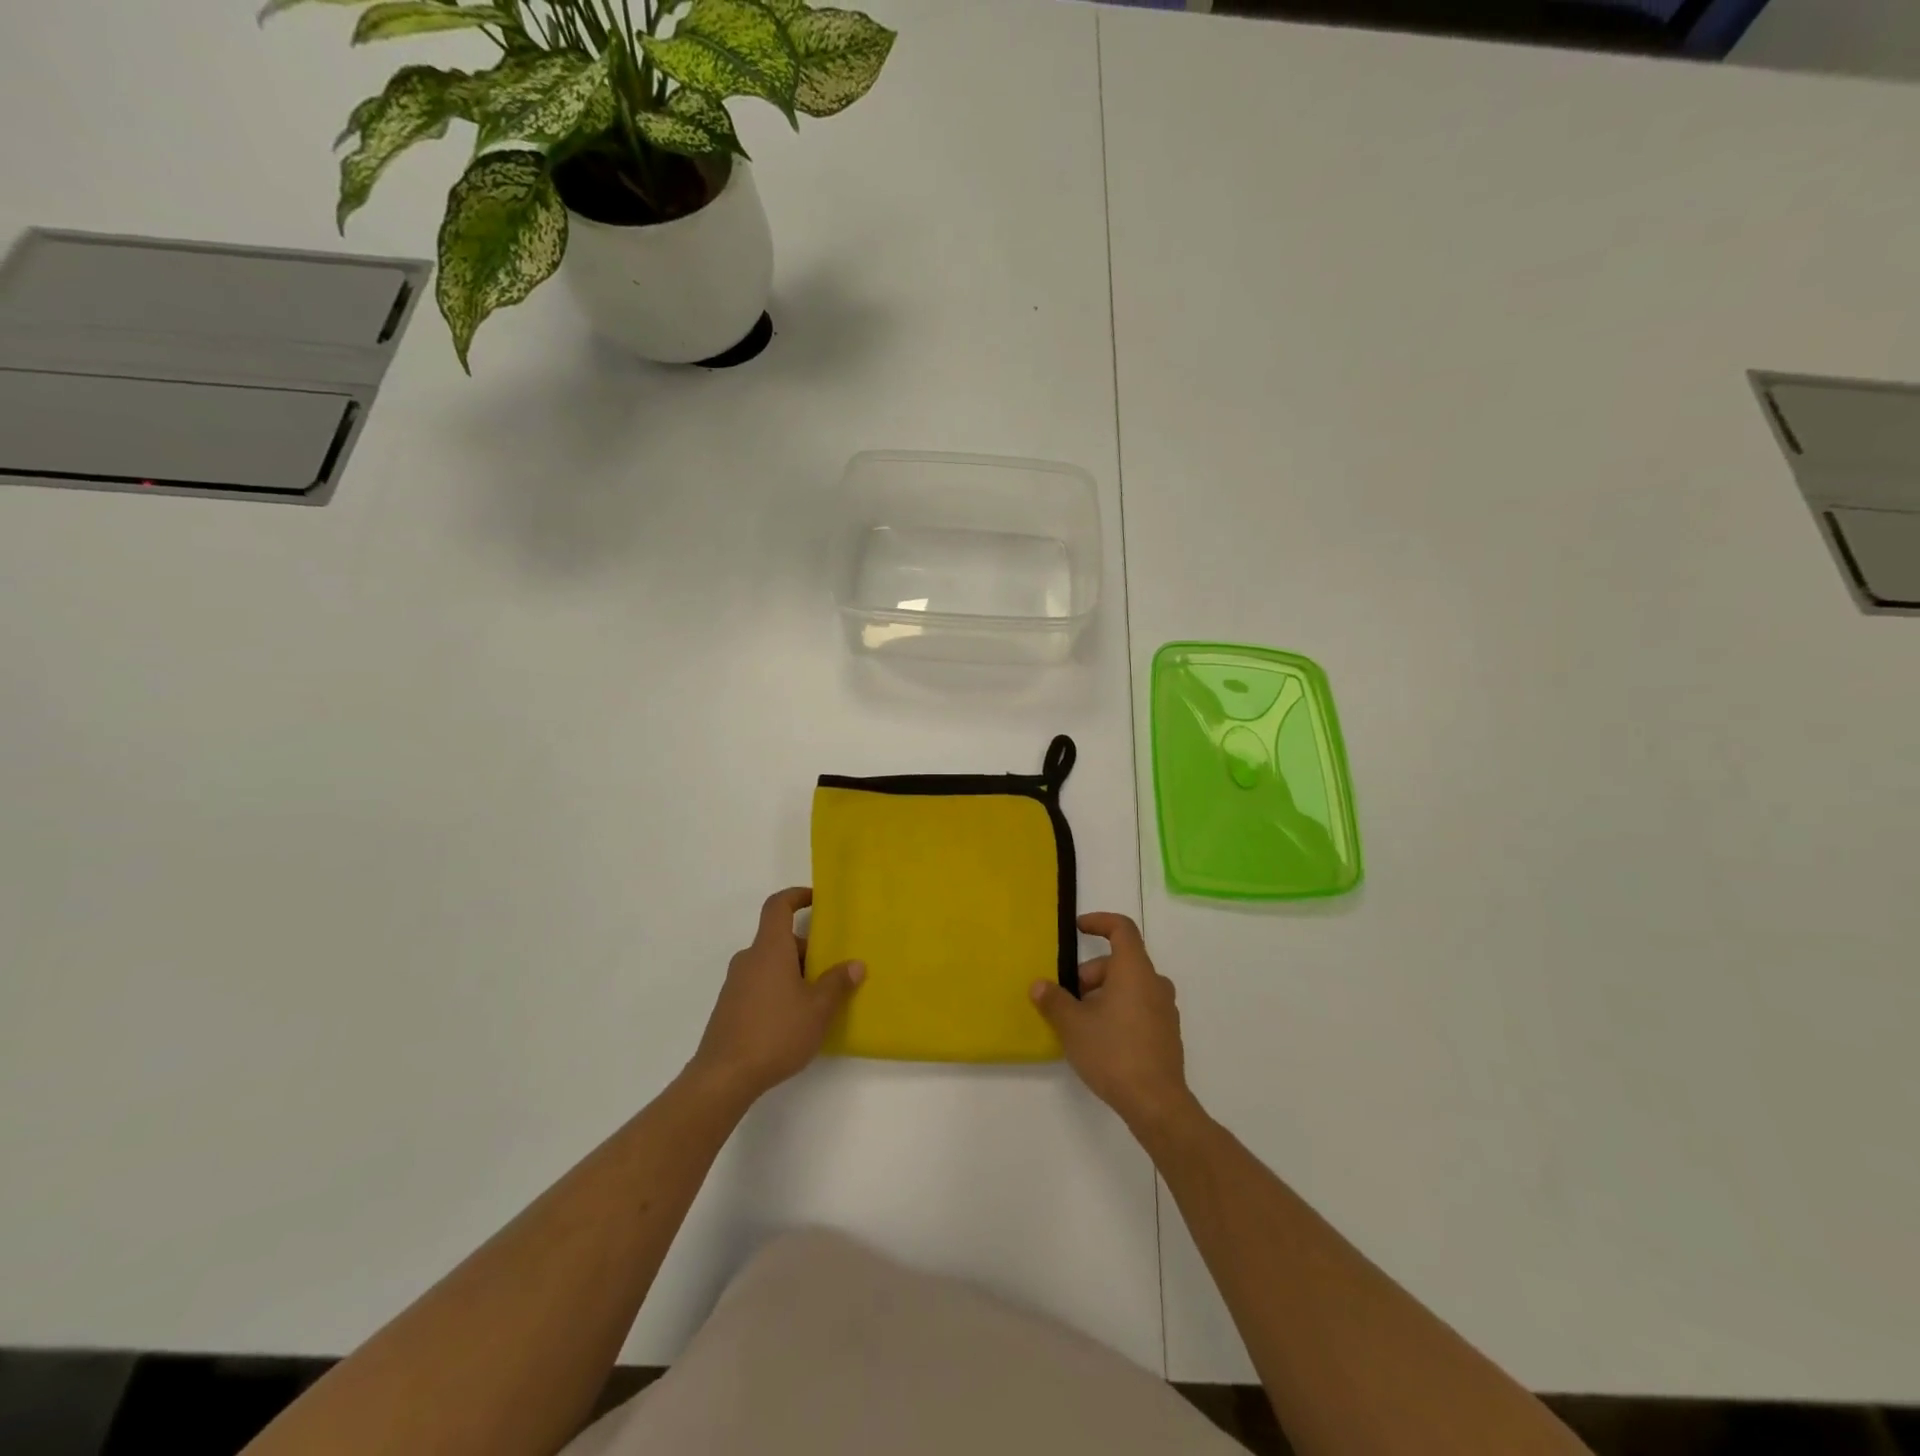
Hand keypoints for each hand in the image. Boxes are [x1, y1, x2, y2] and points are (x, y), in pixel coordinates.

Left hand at [689, 888, 864, 1105]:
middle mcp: (749, 959)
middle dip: (807, 949)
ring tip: (818, 998)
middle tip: (832, 969)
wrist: (724, 1076)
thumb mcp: (818, 1009)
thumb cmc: (776, 1032)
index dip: (796, 896)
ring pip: (770, 964)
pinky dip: (779, 989)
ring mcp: (736, 984)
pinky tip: (795, 1019)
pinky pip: (760, 984)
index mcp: (769, 949)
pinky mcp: (729, 1007)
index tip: (816, 900)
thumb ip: (838, 983)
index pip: (778, 906)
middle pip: (779, 939)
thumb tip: (855, 964)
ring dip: (794, 972)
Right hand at [1032, 912, 1195, 1136]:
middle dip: (1091, 973)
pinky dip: (1119, 1009)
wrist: (1156, 1103)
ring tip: (1081, 1021)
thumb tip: (1039, 985)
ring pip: (1129, 986)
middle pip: (1120, 962)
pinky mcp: (1167, 1033)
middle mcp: (1154, 982)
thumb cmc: (1113, 1052)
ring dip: (1103, 993)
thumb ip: (1054, 1000)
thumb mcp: (1073, 1025)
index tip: (1079, 928)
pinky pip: (1139, 1006)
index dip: (1099, 922)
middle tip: (1068, 997)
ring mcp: (1165, 1009)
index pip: (1122, 929)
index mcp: (1134, 970)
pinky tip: (1101, 1039)